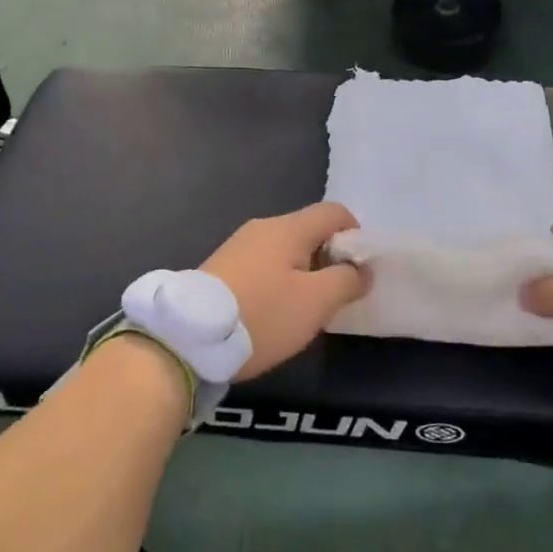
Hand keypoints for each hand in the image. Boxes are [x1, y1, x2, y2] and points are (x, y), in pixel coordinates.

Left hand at [200, 203, 365, 379]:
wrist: (189, 338)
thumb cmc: (262, 314)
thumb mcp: (315, 303)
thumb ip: (347, 281)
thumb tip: (363, 269)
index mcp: (289, 227)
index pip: (335, 212)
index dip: (355, 235)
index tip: (359, 270)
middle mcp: (263, 227)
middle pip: (309, 231)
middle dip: (329, 258)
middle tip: (335, 295)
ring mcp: (238, 246)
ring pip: (285, 250)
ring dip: (303, 273)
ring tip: (304, 310)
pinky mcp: (221, 268)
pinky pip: (262, 265)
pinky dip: (277, 282)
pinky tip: (272, 312)